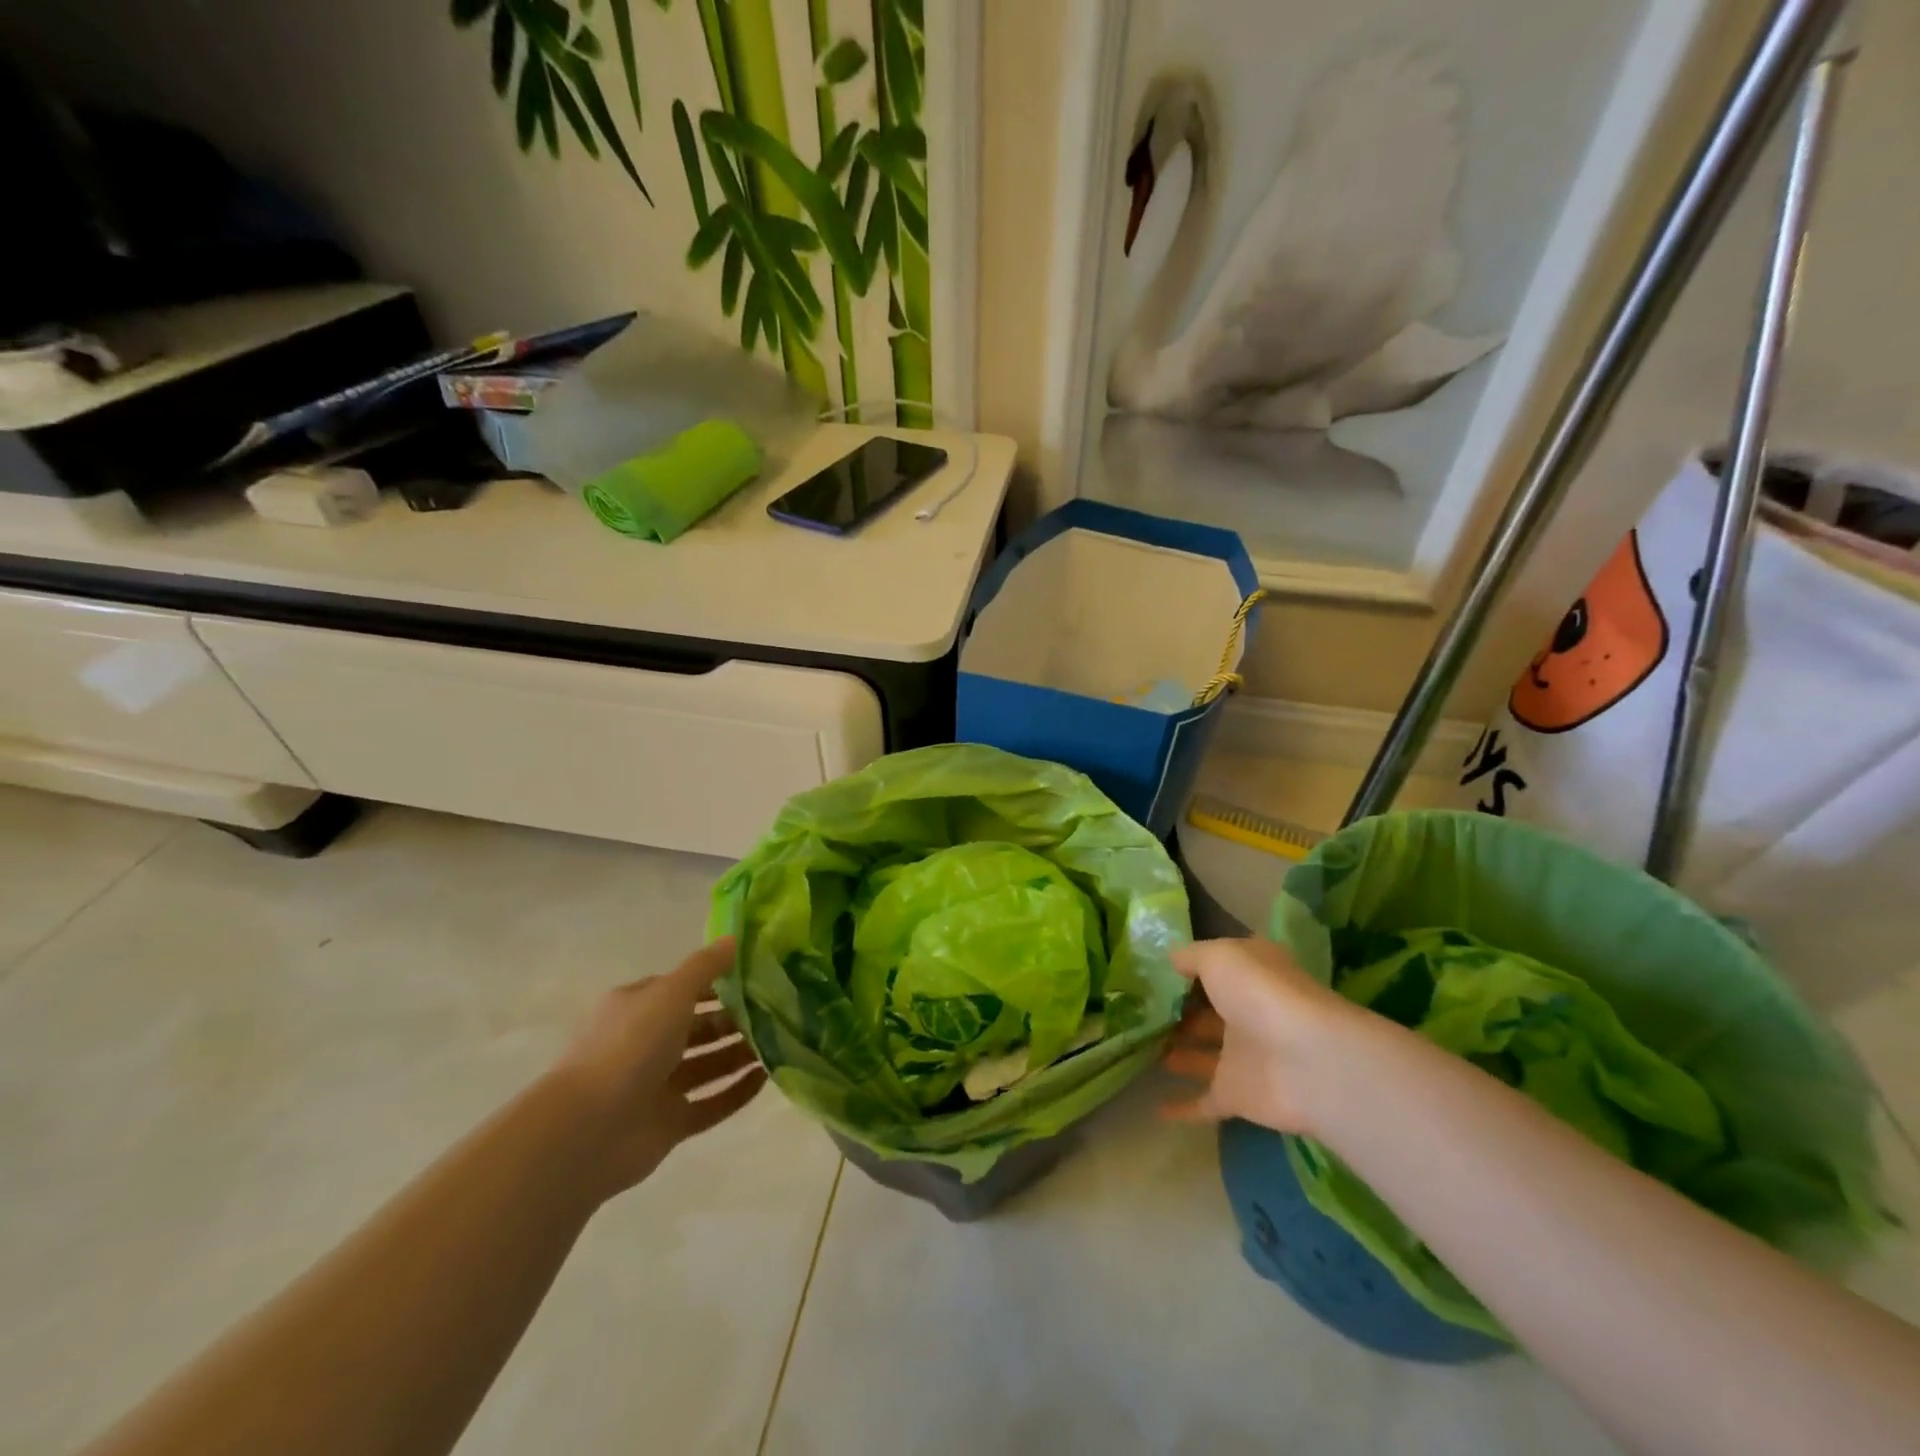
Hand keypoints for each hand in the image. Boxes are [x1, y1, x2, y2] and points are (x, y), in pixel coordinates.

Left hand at [548, 937, 765, 1197]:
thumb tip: (735, 938)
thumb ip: (706, 966)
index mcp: (638, 1008)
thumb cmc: (630, 1046)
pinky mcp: (669, 1124)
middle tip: (779, 1011)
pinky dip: (737, 1091)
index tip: (760, 978)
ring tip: (782, 1041)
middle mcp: (646, 1044)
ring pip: (708, 1065)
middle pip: (699, 1027)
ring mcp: (657, 1086)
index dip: (720, 982)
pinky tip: (768, 1077)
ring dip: (741, 1053)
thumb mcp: (671, 992)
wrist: (587, 1131)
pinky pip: (711, 1103)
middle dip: (736, 1019)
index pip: (684, 989)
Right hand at [1162, 937, 1368, 1135]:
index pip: (1220, 967)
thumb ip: (1191, 956)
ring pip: (1204, 1054)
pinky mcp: (1238, 1095)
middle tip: (1142, 1010)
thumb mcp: (1218, 957)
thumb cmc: (1260, 994)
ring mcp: (1244, 1056)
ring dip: (1179, 1052)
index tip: (1157, 969)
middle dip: (1180, 1011)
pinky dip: (1183, 1107)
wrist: (1306, 1062)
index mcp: (1251, 976)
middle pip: (1210, 1011)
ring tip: (1140, 1045)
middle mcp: (1248, 1013)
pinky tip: (1157, 1109)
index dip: (1192, 967)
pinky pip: (1204, 1101)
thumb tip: (1172, 959)